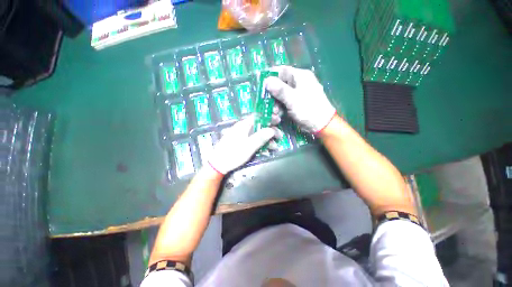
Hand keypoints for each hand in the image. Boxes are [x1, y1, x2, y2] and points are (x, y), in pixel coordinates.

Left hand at [208, 116, 277, 173]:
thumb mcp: (249, 146)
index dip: (269, 117)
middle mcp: (242, 128)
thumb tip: (272, 130)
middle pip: (259, 126)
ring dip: (266, 139)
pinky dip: (260, 143)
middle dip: (270, 131)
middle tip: (279, 136)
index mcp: (243, 125)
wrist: (218, 164)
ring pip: (257, 134)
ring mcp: (241, 135)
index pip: (258, 117)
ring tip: (274, 146)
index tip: (278, 121)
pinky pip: (252, 140)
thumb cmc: (233, 154)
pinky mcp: (240, 142)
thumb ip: (261, 137)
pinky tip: (265, 149)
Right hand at [264, 66, 335, 132]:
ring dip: (275, 104)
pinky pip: (284, 102)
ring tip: (274, 112)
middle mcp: (298, 83)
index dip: (270, 76)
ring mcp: (296, 94)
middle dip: (272, 95)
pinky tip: (278, 115)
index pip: (282, 71)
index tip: (262, 85)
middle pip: (280, 84)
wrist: (321, 125)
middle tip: (268, 104)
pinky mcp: (295, 103)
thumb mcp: (293, 99)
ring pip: (280, 95)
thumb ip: (280, 90)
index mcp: (300, 76)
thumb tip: (266, 80)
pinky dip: (280, 108)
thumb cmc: (309, 110)